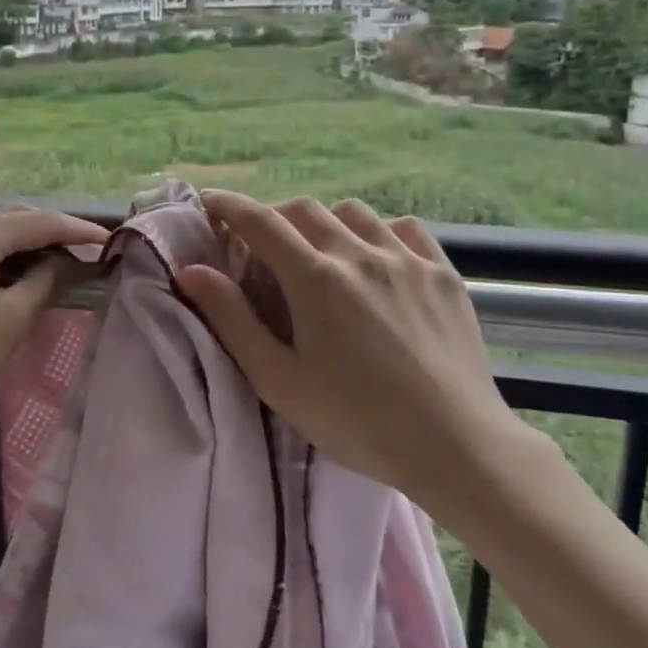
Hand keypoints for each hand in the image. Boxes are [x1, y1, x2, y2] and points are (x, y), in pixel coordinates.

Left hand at [0, 205, 109, 482]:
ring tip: (54, 264)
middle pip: (12, 218)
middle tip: (83, 253)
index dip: (77, 230)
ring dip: (22, 243)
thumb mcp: (12, 320)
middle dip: (50, 232)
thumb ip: (48, 281)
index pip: (39, 221)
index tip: (109, 242)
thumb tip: (73, 261)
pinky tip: (11, 274)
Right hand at [176, 192, 540, 516]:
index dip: (229, 206)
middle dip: (274, 216)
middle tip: (261, 244)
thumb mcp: (280, 380)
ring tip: (320, 252)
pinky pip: (404, 229)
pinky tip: (377, 258)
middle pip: (305, 210)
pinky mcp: (443, 273)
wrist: (456, 446)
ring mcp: (407, 259)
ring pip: (354, 213)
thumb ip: (232, 320)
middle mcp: (360, 254)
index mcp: (315, 279)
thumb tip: (191, 271)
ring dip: (325, 222)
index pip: (260, 222)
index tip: (209, 201)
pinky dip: (378, 232)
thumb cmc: (357, 421)